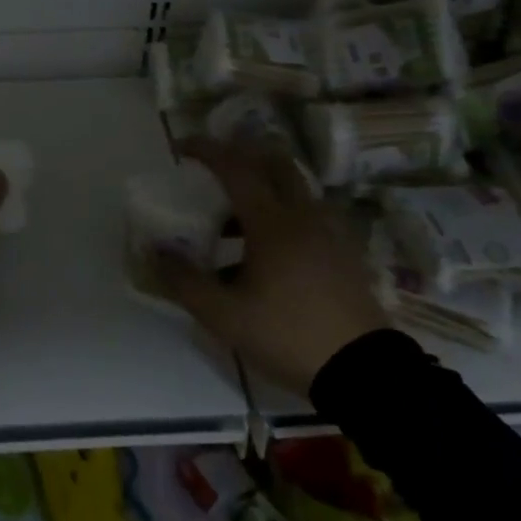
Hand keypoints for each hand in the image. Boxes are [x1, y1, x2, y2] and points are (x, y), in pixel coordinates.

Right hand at [149, 138, 386, 396]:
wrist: (365, 373)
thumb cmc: (288, 335)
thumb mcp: (225, 316)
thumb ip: (185, 281)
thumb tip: (156, 251)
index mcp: (272, 222)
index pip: (236, 168)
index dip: (207, 150)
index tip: (181, 147)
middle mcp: (304, 215)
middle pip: (274, 163)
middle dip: (242, 155)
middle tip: (213, 168)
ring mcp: (330, 231)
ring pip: (293, 189)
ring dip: (262, 188)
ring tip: (231, 221)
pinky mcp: (345, 252)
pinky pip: (308, 214)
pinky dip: (282, 212)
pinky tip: (267, 250)